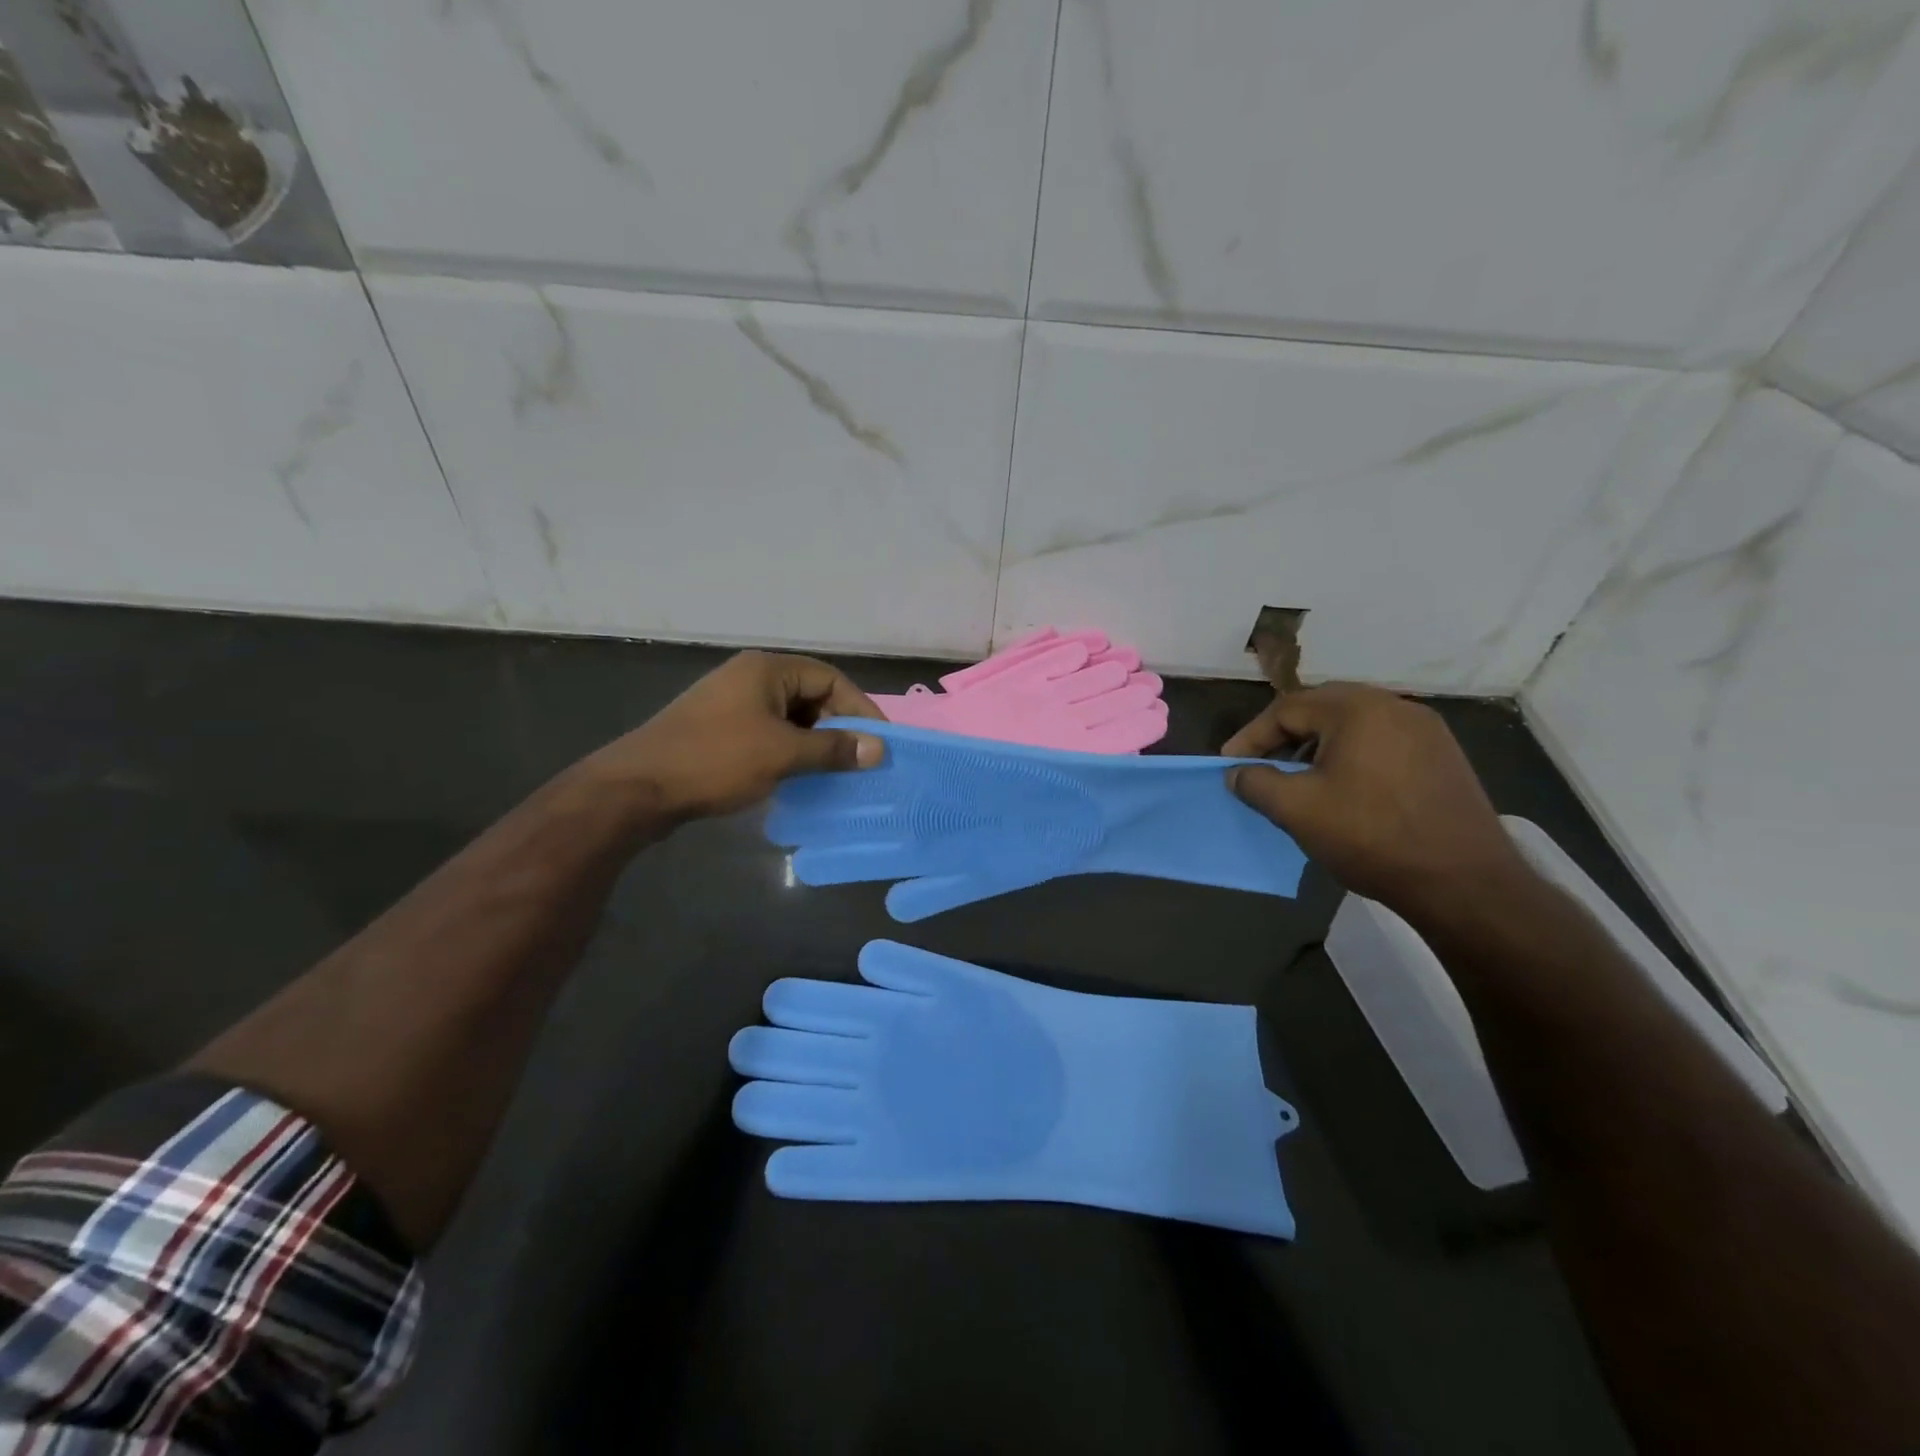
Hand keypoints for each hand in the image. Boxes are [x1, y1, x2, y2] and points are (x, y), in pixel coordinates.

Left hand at [588, 651, 884, 823]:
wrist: (637, 788)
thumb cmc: (715, 760)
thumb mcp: (782, 754)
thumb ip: (833, 749)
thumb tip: (879, 749)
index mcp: (766, 670)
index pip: (830, 679)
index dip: (859, 708)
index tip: (879, 742)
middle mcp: (750, 678)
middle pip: (810, 695)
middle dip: (837, 726)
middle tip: (858, 760)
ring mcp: (731, 704)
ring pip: (789, 717)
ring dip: (813, 742)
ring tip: (834, 772)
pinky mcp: (718, 729)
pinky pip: (768, 733)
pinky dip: (789, 751)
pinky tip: (798, 777)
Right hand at [1222, 683, 1527, 917]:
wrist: (1465, 883)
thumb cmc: (1371, 837)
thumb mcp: (1298, 810)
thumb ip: (1256, 783)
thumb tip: (1237, 773)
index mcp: (1358, 709)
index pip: (1287, 708)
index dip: (1251, 736)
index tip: (1229, 764)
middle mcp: (1395, 706)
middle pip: (1322, 708)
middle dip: (1284, 736)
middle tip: (1261, 765)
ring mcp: (1426, 730)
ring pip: (1354, 725)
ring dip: (1318, 746)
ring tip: (1299, 778)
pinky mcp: (1443, 756)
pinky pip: (1382, 742)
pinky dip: (1352, 756)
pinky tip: (1344, 789)